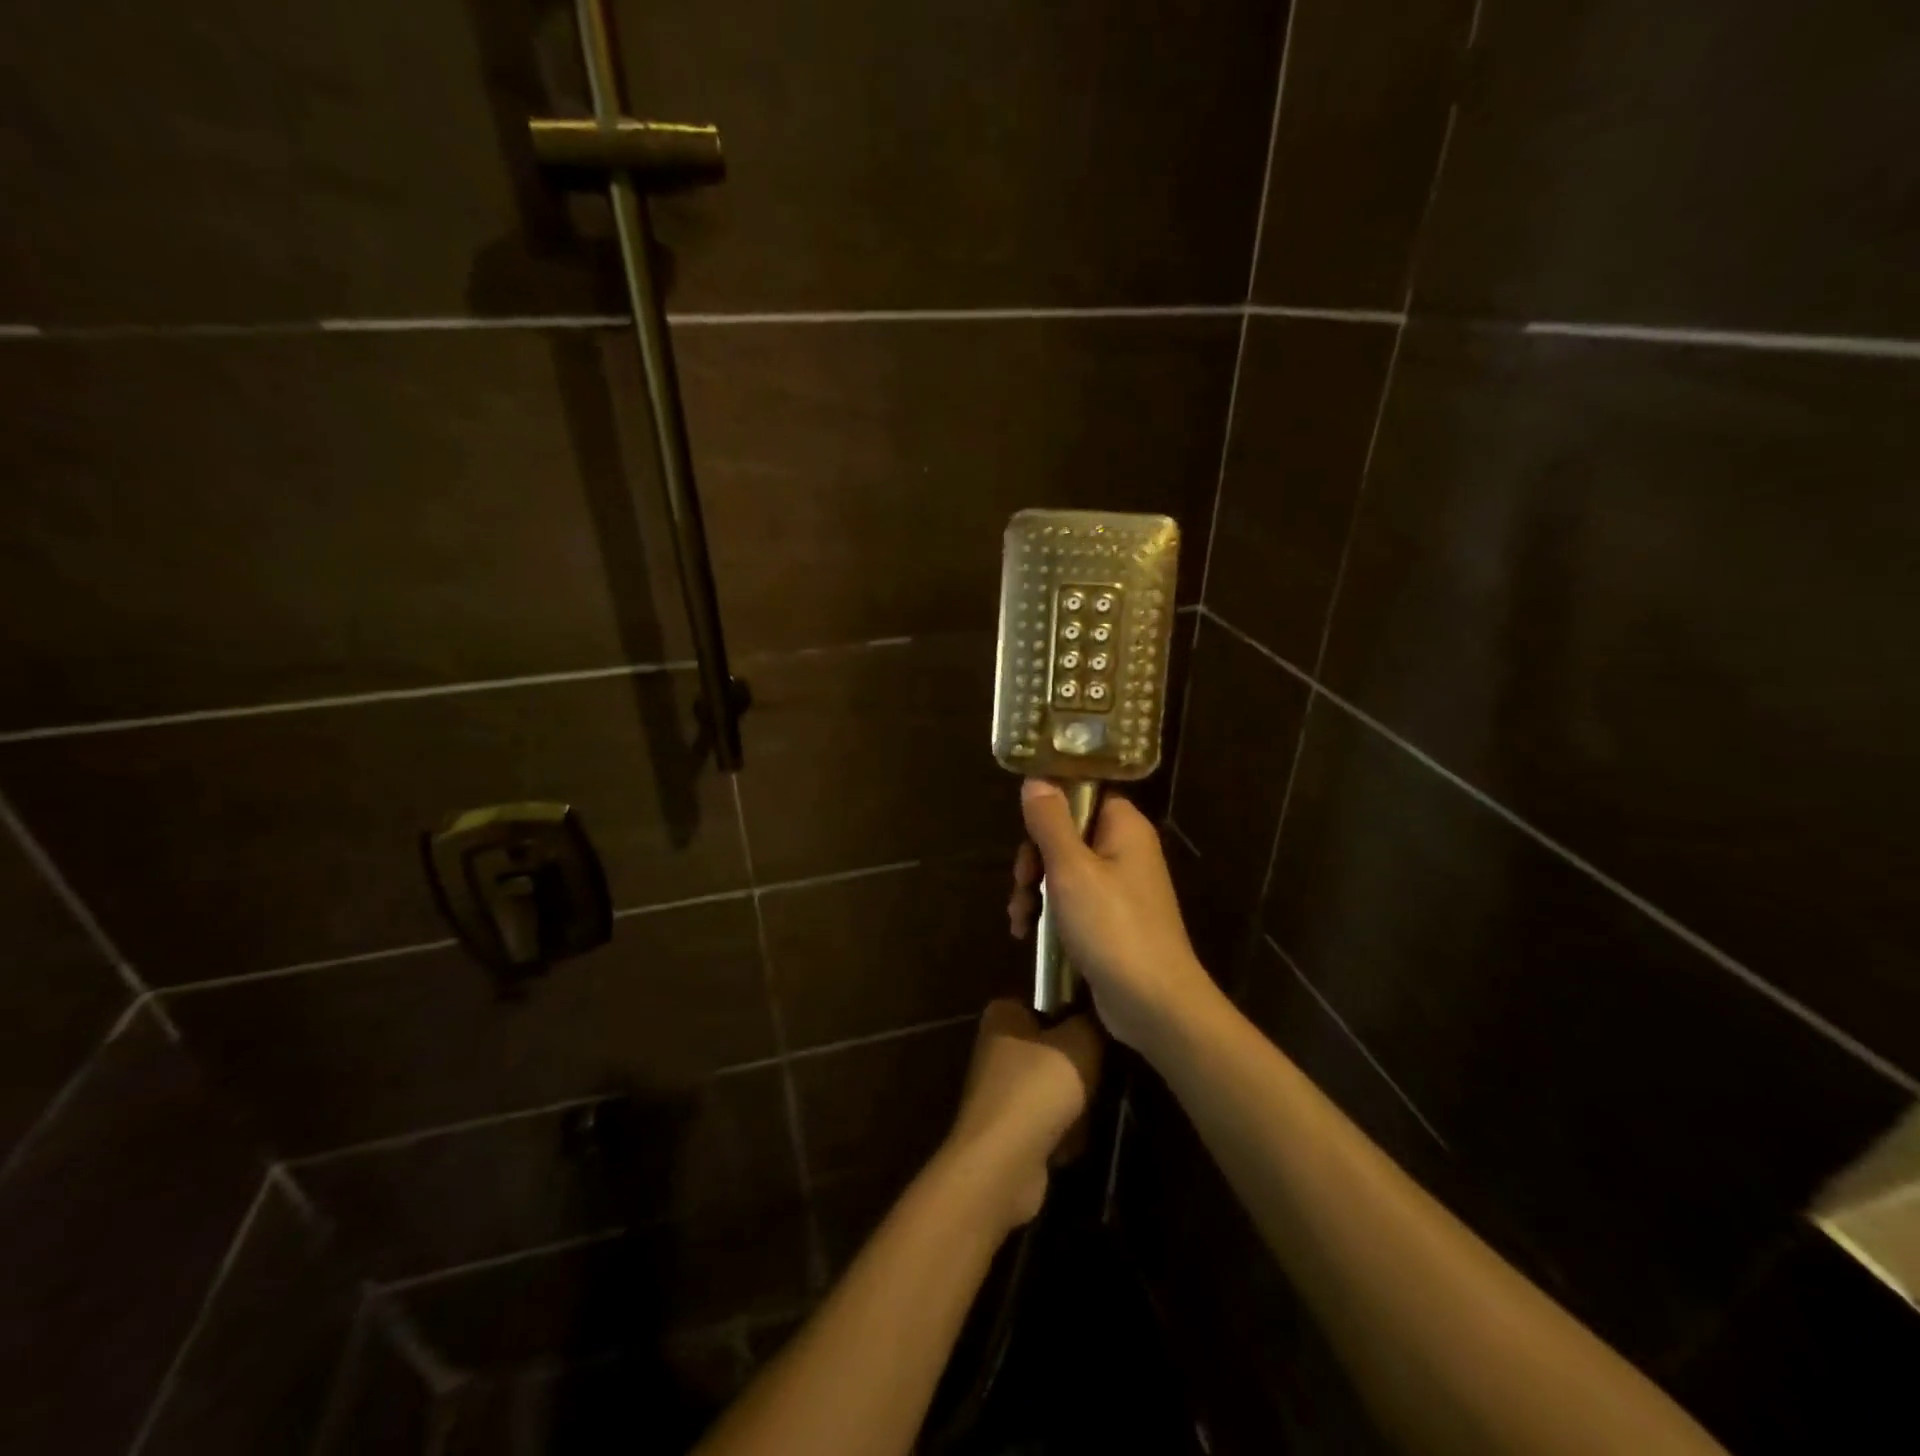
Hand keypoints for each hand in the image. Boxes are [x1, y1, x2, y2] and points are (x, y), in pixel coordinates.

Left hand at [941, 999, 1102, 1232]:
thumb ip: (1093, 1021)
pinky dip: (1062, 1133)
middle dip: (1079, 1067)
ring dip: (1075, 1104)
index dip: (1075, 1013)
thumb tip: (1100, 1012)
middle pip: (1054, 1048)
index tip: (1100, 1030)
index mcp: (1003, 1015)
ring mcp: (1000, 1091)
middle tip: (1102, 1075)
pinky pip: (1047, 1123)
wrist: (1004, 1163)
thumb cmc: (1039, 1087)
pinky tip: (1073, 1141)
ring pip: (1054, 1088)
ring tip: (1089, 1111)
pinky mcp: (1007, 1130)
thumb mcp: (1081, 1042)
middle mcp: (996, 1047)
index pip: (1047, 1001)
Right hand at [1009, 779, 1221, 1057]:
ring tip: (1020, 918)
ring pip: (1062, 870)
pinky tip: (1026, 933)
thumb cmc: (1112, 927)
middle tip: (1023, 882)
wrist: (1152, 1003)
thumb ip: (1050, 822)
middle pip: (1066, 834)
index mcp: (1124, 827)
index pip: (1084, 793)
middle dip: (1034, 859)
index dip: (1051, 805)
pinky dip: (1048, 913)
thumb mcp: (1071, 869)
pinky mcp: (1109, 921)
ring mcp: (1118, 888)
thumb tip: (1036, 779)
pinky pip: (1071, 901)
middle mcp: (1124, 851)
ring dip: (1034, 890)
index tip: (1025, 827)